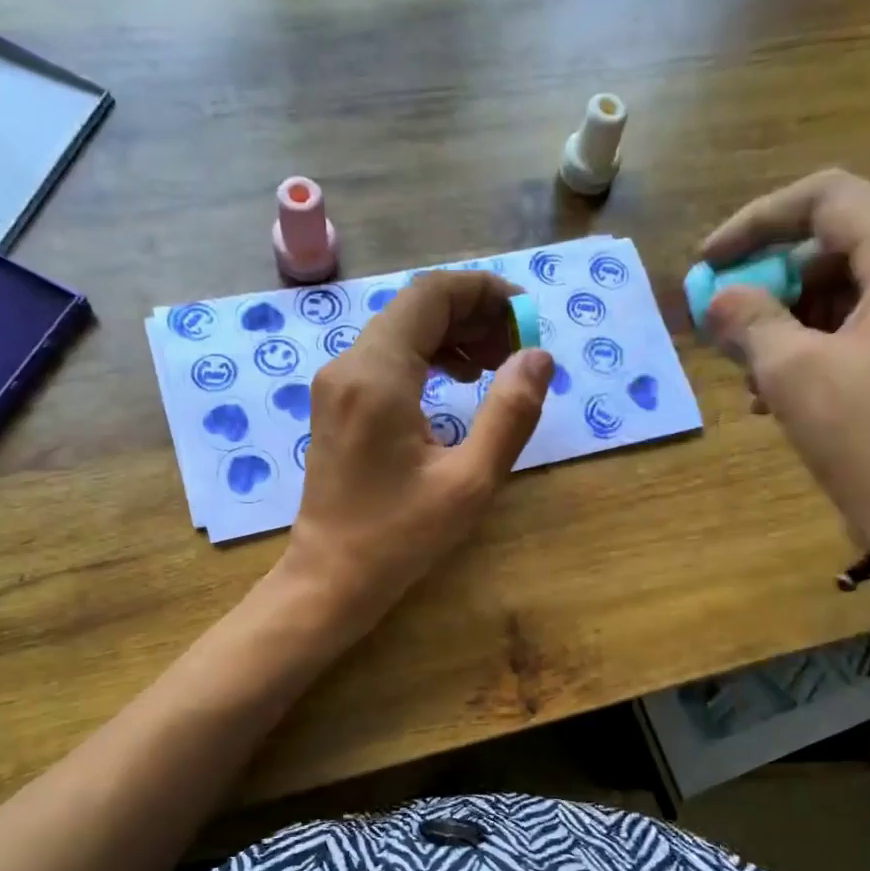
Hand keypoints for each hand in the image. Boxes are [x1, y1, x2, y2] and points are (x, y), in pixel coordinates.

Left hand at [284, 271, 553, 621]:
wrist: (330, 577)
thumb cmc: (400, 537)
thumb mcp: (470, 481)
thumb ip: (510, 413)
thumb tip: (538, 356)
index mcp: (378, 374)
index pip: (433, 294)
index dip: (486, 293)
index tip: (527, 320)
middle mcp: (349, 364)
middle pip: (416, 306)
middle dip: (474, 315)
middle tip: (517, 350)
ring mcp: (336, 383)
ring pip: (401, 330)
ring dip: (453, 336)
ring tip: (495, 367)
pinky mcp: (336, 403)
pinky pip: (387, 358)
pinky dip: (427, 358)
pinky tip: (458, 383)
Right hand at [700, 169, 869, 551]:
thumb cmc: (868, 439)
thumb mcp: (793, 373)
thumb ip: (749, 320)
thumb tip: (718, 298)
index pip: (827, 199)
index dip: (756, 222)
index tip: (708, 264)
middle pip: (835, 245)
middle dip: (770, 281)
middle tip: (725, 324)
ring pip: (843, 290)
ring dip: (785, 321)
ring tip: (747, 372)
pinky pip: (859, 327)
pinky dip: (813, 346)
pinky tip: (776, 392)